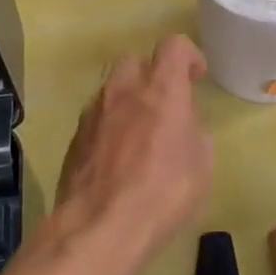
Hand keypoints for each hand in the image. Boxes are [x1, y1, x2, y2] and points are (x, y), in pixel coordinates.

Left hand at [48, 35, 212, 263]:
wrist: (99, 228)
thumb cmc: (163, 194)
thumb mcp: (201, 166)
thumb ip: (195, 134)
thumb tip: (185, 127)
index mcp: (162, 90)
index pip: (173, 46)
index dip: (189, 55)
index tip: (196, 77)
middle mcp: (124, 91)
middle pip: (136, 61)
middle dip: (152, 75)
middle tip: (166, 104)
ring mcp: (93, 113)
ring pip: (112, 89)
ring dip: (128, 100)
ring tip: (140, 133)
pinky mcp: (74, 138)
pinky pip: (97, 118)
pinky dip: (110, 126)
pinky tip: (118, 157)